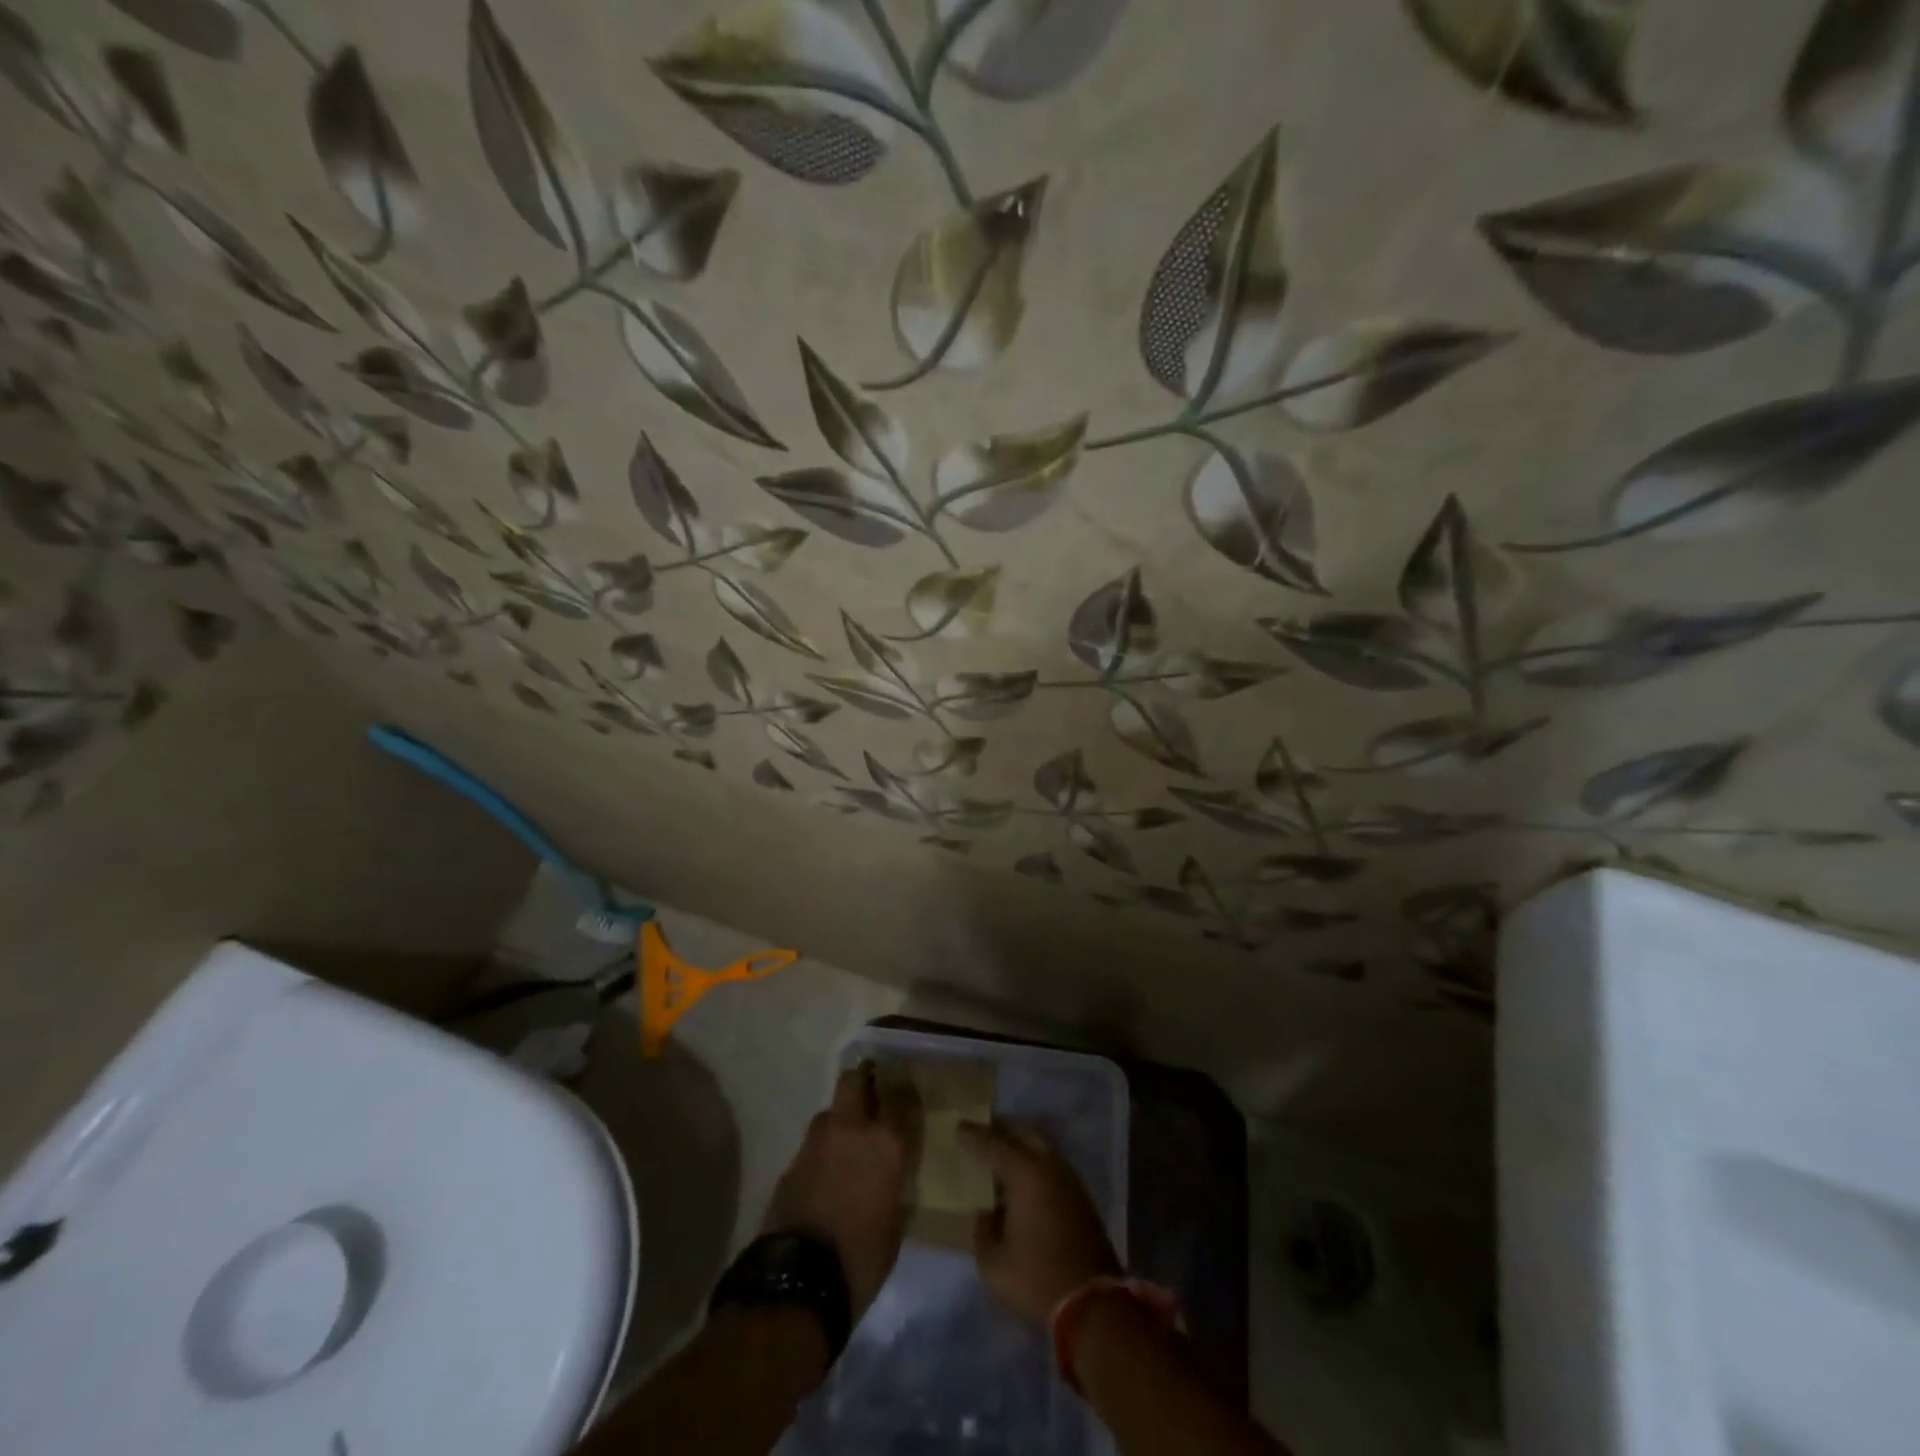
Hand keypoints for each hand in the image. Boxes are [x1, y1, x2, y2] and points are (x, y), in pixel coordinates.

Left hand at [762, 1061, 920, 1318]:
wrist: (799, 1280)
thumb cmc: (862, 1257)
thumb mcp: (895, 1223)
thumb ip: (893, 1186)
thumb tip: (889, 1177)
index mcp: (885, 1143)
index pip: (901, 1098)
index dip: (905, 1090)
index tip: (909, 1088)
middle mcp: (851, 1129)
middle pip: (855, 1081)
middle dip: (864, 1078)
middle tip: (874, 1088)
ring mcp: (817, 1142)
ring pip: (831, 1109)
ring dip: (841, 1116)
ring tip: (849, 1136)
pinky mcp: (792, 1162)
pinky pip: (814, 1142)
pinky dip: (823, 1147)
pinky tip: (828, 1167)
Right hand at [959, 1120, 1120, 1325]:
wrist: (1092, 1304)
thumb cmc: (1036, 1279)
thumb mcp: (993, 1264)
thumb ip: (983, 1231)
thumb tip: (986, 1213)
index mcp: (1024, 1173)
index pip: (993, 1143)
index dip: (973, 1135)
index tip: (958, 1127)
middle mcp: (1048, 1166)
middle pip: (1022, 1134)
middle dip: (1001, 1130)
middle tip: (982, 1133)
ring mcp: (1069, 1180)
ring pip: (1041, 1147)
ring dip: (1021, 1146)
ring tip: (1001, 1155)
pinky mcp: (1081, 1197)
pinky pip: (1052, 1165)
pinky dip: (1035, 1163)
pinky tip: (1024, 1181)